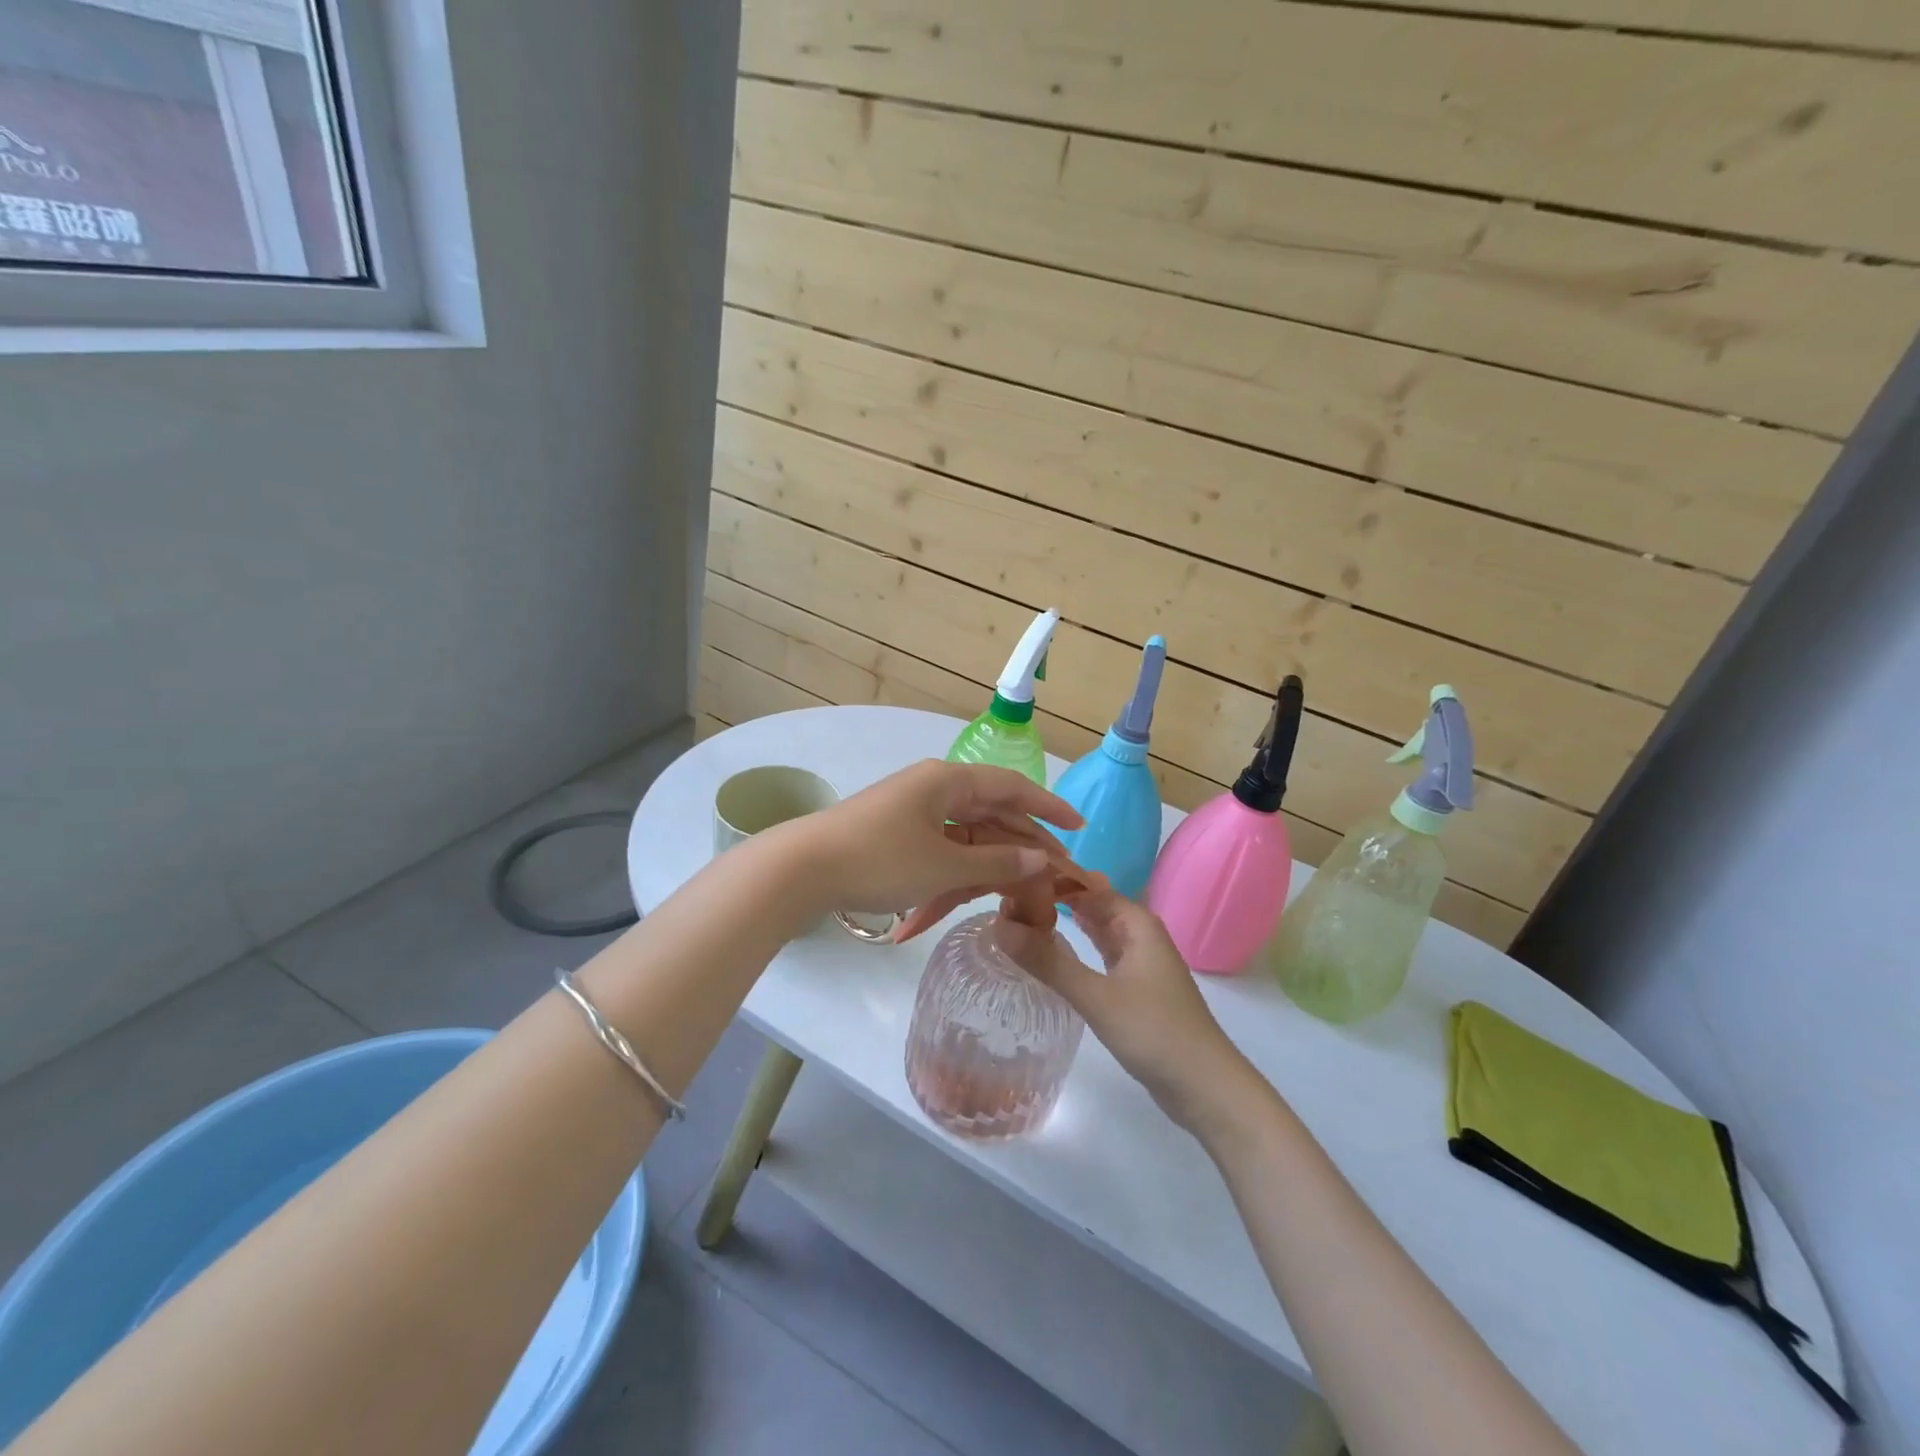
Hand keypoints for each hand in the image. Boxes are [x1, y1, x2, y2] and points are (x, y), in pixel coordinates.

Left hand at [795, 759, 1082, 923]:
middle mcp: (934, 788)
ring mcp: (914, 812)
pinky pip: (943, 847)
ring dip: (992, 862)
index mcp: (948, 781)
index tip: (1079, 827)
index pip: (1012, 787)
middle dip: (1024, 844)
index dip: (1049, 807)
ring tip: (1019, 891)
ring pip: (968, 834)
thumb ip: (998, 862)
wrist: (802, 870)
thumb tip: (1042, 859)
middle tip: (1054, 875)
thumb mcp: (944, 866)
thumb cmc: (880, 860)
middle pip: (992, 813)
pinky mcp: (897, 835)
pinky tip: (973, 894)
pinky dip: (959, 870)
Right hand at [996, 878, 1261, 1135]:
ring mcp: (1140, 960)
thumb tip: (998, 926)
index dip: (1050, 878)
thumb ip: (1047, 961)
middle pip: (1091, 903)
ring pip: (1097, 928)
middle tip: (1006, 900)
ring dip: (1065, 922)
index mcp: (1135, 922)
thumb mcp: (1095, 996)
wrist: (1205, 1086)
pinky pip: (1101, 953)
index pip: (1085, 883)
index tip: (1010, 880)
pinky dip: (1077, 948)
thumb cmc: (1154, 1031)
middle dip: (1053, 898)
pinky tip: (1053, 951)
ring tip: (1020, 919)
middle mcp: (1139, 932)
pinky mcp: (1136, 986)